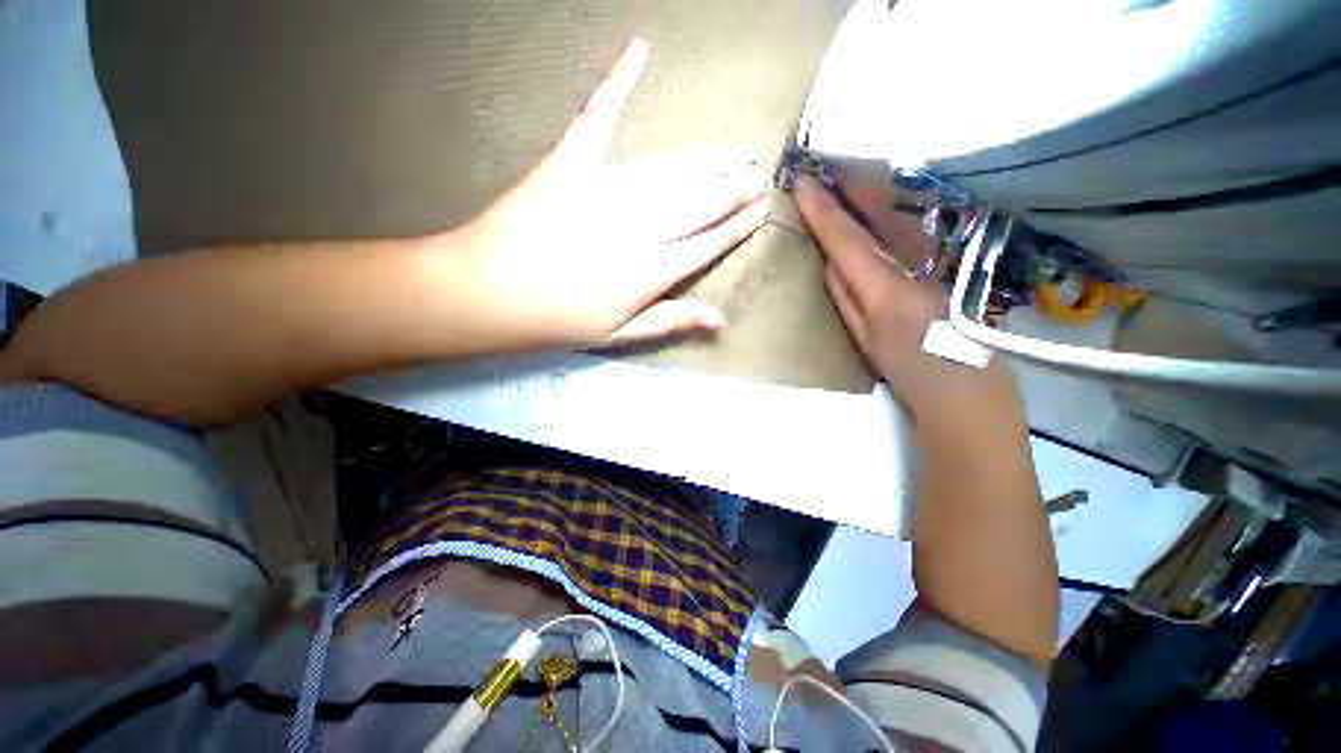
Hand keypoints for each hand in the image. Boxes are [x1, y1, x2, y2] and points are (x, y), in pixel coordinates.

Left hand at [454, 39, 770, 347]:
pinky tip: (638, 51)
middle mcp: (637, 228)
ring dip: (706, 161)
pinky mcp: (569, 162)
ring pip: (669, 172)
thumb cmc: (555, 321)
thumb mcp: (617, 334)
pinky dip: (617, 81)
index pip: (706, 245)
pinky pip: (597, 116)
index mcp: (648, 273)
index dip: (736, 228)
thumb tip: (720, 319)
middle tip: (759, 173)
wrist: (486, 294)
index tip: (760, 211)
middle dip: (732, 189)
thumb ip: (669, 320)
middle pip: (698, 204)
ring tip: (735, 152)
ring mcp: (603, 189)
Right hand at [793, 176, 1018, 423]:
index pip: (848, 241)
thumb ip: (845, 297)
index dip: (824, 212)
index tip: (803, 184)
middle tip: (825, 162)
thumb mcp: (863, 339)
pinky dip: (896, 204)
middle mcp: (917, 266)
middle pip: (883, 213)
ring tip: (848, 170)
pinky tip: (883, 195)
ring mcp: (942, 260)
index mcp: (886, 293)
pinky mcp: (955, 260)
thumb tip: (831, 259)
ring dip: (874, 187)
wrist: (966, 388)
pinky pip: (918, 223)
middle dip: (853, 184)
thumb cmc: (906, 371)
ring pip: (904, 212)